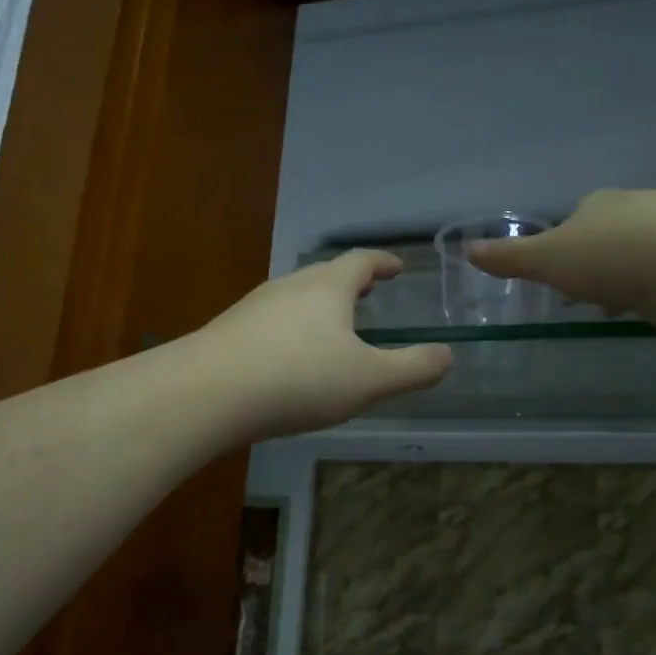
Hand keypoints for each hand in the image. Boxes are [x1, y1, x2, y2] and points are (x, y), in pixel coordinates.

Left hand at [193, 251, 452, 439]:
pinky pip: (272, 322)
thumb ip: (413, 368)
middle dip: (351, 282)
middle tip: (369, 292)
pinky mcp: (229, 332)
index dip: (383, 262)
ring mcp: (254, 307)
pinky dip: (292, 329)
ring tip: (333, 326)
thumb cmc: (299, 378)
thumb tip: (447, 356)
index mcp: (327, 287)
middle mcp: (289, 286)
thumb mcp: (369, 380)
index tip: (397, 267)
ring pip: (296, 297)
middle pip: (325, 275)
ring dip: (320, 306)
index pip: (361, 261)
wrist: (208, 393)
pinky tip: (290, 358)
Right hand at [467, 189, 655, 317]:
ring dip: (633, 277)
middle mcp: (640, 205)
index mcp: (599, 203)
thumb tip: (467, 249)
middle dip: (600, 264)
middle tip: (593, 296)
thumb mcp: (547, 260)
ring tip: (627, 308)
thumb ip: (510, 258)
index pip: (577, 219)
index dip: (566, 248)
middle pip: (612, 234)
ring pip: (646, 252)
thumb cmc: (609, 258)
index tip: (562, 278)